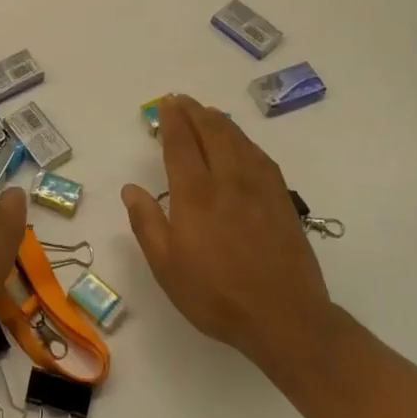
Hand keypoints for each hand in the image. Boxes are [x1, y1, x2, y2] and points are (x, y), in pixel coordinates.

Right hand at [121, 95, 331, 370]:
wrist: (285, 317)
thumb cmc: (216, 294)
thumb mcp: (167, 267)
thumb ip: (147, 223)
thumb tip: (130, 188)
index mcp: (196, 194)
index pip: (181, 145)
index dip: (173, 121)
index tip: (167, 104)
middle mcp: (228, 180)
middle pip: (212, 133)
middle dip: (195, 112)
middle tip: (183, 100)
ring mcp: (259, 188)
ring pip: (238, 140)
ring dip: (220, 121)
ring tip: (208, 112)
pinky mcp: (281, 199)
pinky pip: (260, 156)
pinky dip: (245, 140)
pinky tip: (242, 143)